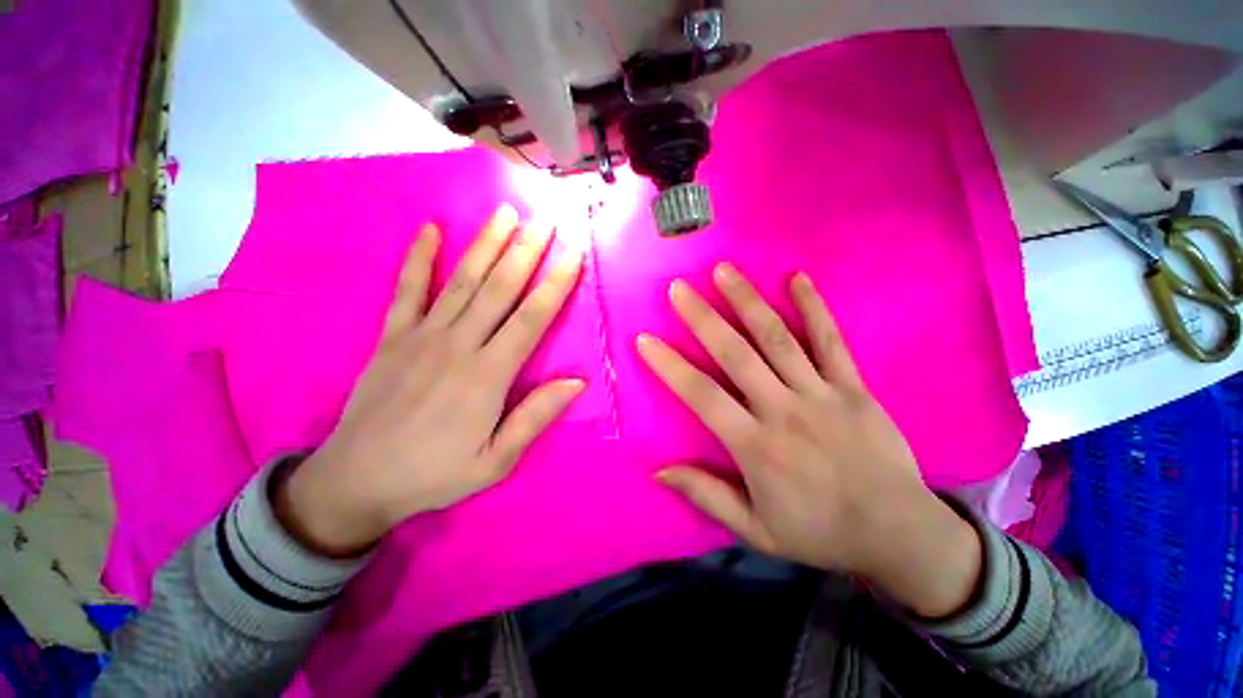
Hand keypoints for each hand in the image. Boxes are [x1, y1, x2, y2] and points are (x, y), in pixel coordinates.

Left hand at [275, 205, 584, 556]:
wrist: (356, 481)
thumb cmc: (434, 474)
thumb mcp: (496, 460)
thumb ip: (536, 417)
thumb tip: (577, 382)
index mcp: (487, 376)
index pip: (531, 319)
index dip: (555, 285)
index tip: (573, 255)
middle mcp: (457, 345)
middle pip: (499, 289)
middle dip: (526, 251)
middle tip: (546, 219)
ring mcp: (420, 335)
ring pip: (461, 280)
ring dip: (486, 244)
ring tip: (506, 213)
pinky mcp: (392, 336)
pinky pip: (406, 289)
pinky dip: (417, 258)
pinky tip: (430, 230)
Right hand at [638, 264, 980, 616]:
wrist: (899, 534)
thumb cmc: (820, 532)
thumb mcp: (755, 530)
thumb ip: (705, 495)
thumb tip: (658, 470)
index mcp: (756, 446)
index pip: (702, 396)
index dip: (670, 366)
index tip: (645, 339)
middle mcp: (783, 411)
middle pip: (736, 355)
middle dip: (703, 318)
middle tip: (678, 289)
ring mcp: (821, 394)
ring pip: (777, 338)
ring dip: (747, 301)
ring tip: (722, 271)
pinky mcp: (854, 387)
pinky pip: (830, 340)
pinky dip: (813, 307)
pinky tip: (796, 278)